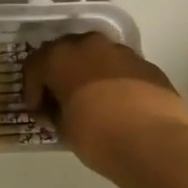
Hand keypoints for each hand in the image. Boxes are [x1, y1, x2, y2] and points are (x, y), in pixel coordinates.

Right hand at [23, 32, 187, 174]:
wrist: (154, 143)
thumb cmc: (97, 136)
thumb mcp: (64, 129)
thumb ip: (57, 111)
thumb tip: (61, 108)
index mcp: (60, 57)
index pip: (35, 66)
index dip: (33, 90)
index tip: (38, 111)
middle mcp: (89, 45)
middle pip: (66, 52)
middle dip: (60, 74)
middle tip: (61, 100)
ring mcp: (121, 51)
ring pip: (96, 56)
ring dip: (89, 74)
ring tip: (93, 101)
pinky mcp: (147, 64)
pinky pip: (121, 68)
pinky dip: (114, 81)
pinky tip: (119, 105)